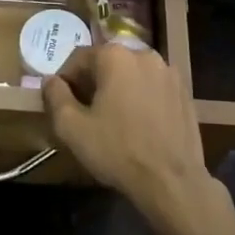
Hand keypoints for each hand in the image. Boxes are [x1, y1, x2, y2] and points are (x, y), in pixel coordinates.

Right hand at [43, 43, 212, 219]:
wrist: (172, 181)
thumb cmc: (117, 151)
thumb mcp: (72, 128)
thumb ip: (55, 97)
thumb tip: (51, 80)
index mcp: (114, 56)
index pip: (78, 58)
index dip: (65, 80)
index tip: (62, 104)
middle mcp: (143, 54)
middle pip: (107, 63)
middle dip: (93, 83)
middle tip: (85, 113)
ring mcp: (168, 71)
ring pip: (131, 74)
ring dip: (118, 89)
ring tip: (113, 120)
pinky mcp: (184, 91)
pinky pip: (152, 87)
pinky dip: (141, 98)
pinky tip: (139, 124)